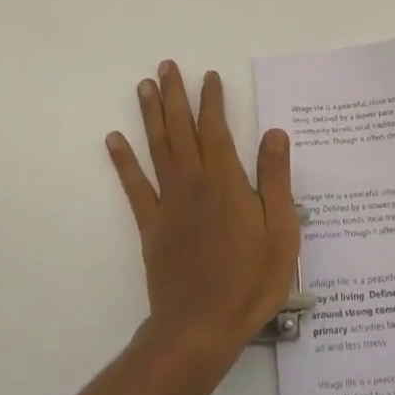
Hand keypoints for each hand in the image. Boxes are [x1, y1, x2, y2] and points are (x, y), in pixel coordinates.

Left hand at [106, 61, 300, 364]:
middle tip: (166, 66)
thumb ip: (276, 179)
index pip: (216, 128)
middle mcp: (193, 182)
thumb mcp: (280, 231)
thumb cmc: (249, 281)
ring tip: (143, 86)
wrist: (201, 328)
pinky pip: (134, 186)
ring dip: (150, 115)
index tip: (208, 76)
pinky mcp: (151, 225)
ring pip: (157, 148)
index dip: (211, 100)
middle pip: (181, 129)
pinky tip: (113, 140)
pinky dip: (123, 161)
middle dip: (175, 95)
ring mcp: (168, 202)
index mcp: (225, 181)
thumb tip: (274, 133)